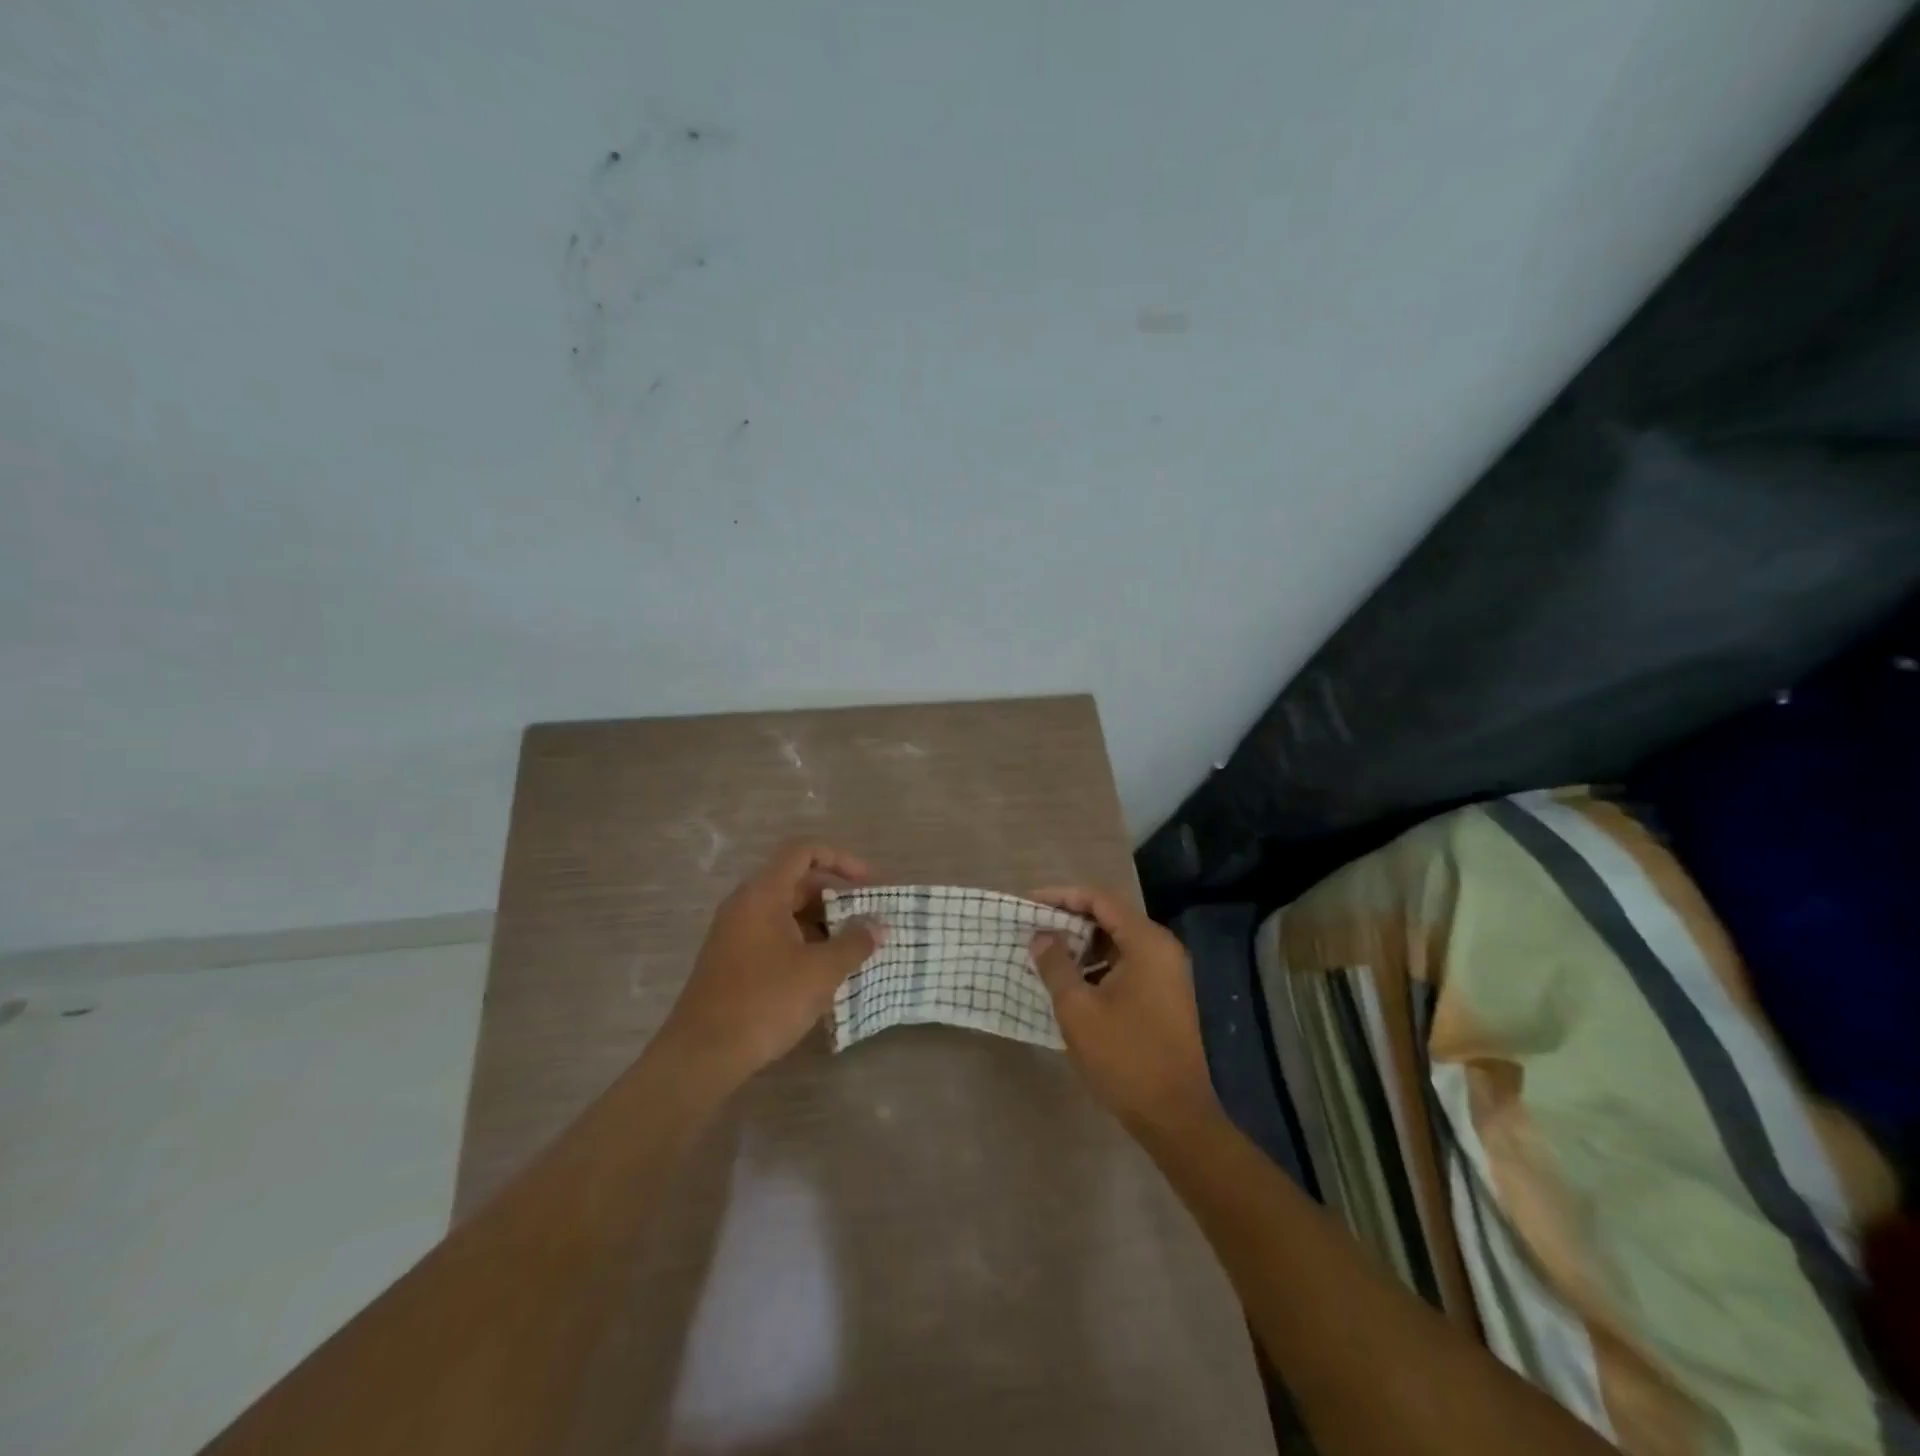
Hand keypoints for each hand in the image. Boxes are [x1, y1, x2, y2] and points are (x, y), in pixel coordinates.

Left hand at [657, 841, 883, 1089]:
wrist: (702, 1055)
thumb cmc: (765, 1002)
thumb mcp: (820, 971)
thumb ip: (854, 943)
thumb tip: (878, 925)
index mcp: (763, 894)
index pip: (803, 852)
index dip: (840, 859)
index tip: (869, 884)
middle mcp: (745, 905)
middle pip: (796, 882)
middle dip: (836, 897)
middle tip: (867, 919)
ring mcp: (735, 934)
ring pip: (786, 912)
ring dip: (822, 924)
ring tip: (853, 948)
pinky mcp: (733, 961)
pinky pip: (775, 936)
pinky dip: (803, 943)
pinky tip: (824, 972)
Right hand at [1029, 886, 1220, 1137]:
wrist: (1174, 1117)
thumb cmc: (1124, 1057)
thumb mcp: (1078, 1009)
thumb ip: (1055, 964)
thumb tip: (1042, 935)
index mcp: (1147, 943)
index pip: (1099, 900)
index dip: (1061, 896)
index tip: (1028, 904)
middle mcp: (1162, 949)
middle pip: (1110, 917)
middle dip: (1070, 919)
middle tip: (1033, 927)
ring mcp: (1167, 973)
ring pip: (1118, 942)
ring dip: (1082, 944)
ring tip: (1045, 953)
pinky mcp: (1165, 996)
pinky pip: (1127, 964)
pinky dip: (1098, 965)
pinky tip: (1071, 982)